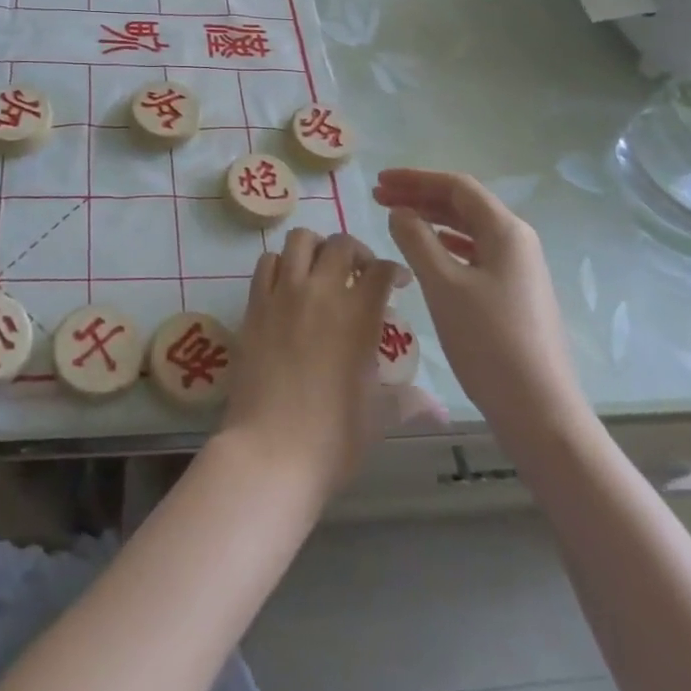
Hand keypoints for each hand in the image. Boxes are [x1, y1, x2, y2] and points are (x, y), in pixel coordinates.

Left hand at [219, 228, 406, 498]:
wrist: (271, 450)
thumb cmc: (333, 438)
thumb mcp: (379, 417)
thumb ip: (407, 401)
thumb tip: (435, 406)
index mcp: (359, 316)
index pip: (381, 270)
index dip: (394, 270)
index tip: (398, 283)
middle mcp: (321, 292)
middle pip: (341, 244)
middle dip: (357, 252)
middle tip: (360, 274)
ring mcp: (284, 294)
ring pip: (300, 240)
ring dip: (316, 248)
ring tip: (321, 271)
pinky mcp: (255, 304)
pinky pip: (267, 263)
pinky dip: (281, 264)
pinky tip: (288, 285)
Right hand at [375, 169, 586, 441]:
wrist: (539, 410)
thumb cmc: (489, 341)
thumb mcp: (443, 285)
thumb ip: (416, 240)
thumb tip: (400, 212)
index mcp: (506, 230)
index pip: (456, 186)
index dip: (415, 178)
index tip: (379, 181)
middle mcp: (517, 241)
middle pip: (463, 204)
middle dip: (420, 196)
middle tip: (379, 198)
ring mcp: (519, 268)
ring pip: (469, 229)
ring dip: (431, 220)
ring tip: (396, 220)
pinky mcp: (515, 293)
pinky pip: (475, 252)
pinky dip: (446, 244)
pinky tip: (429, 252)